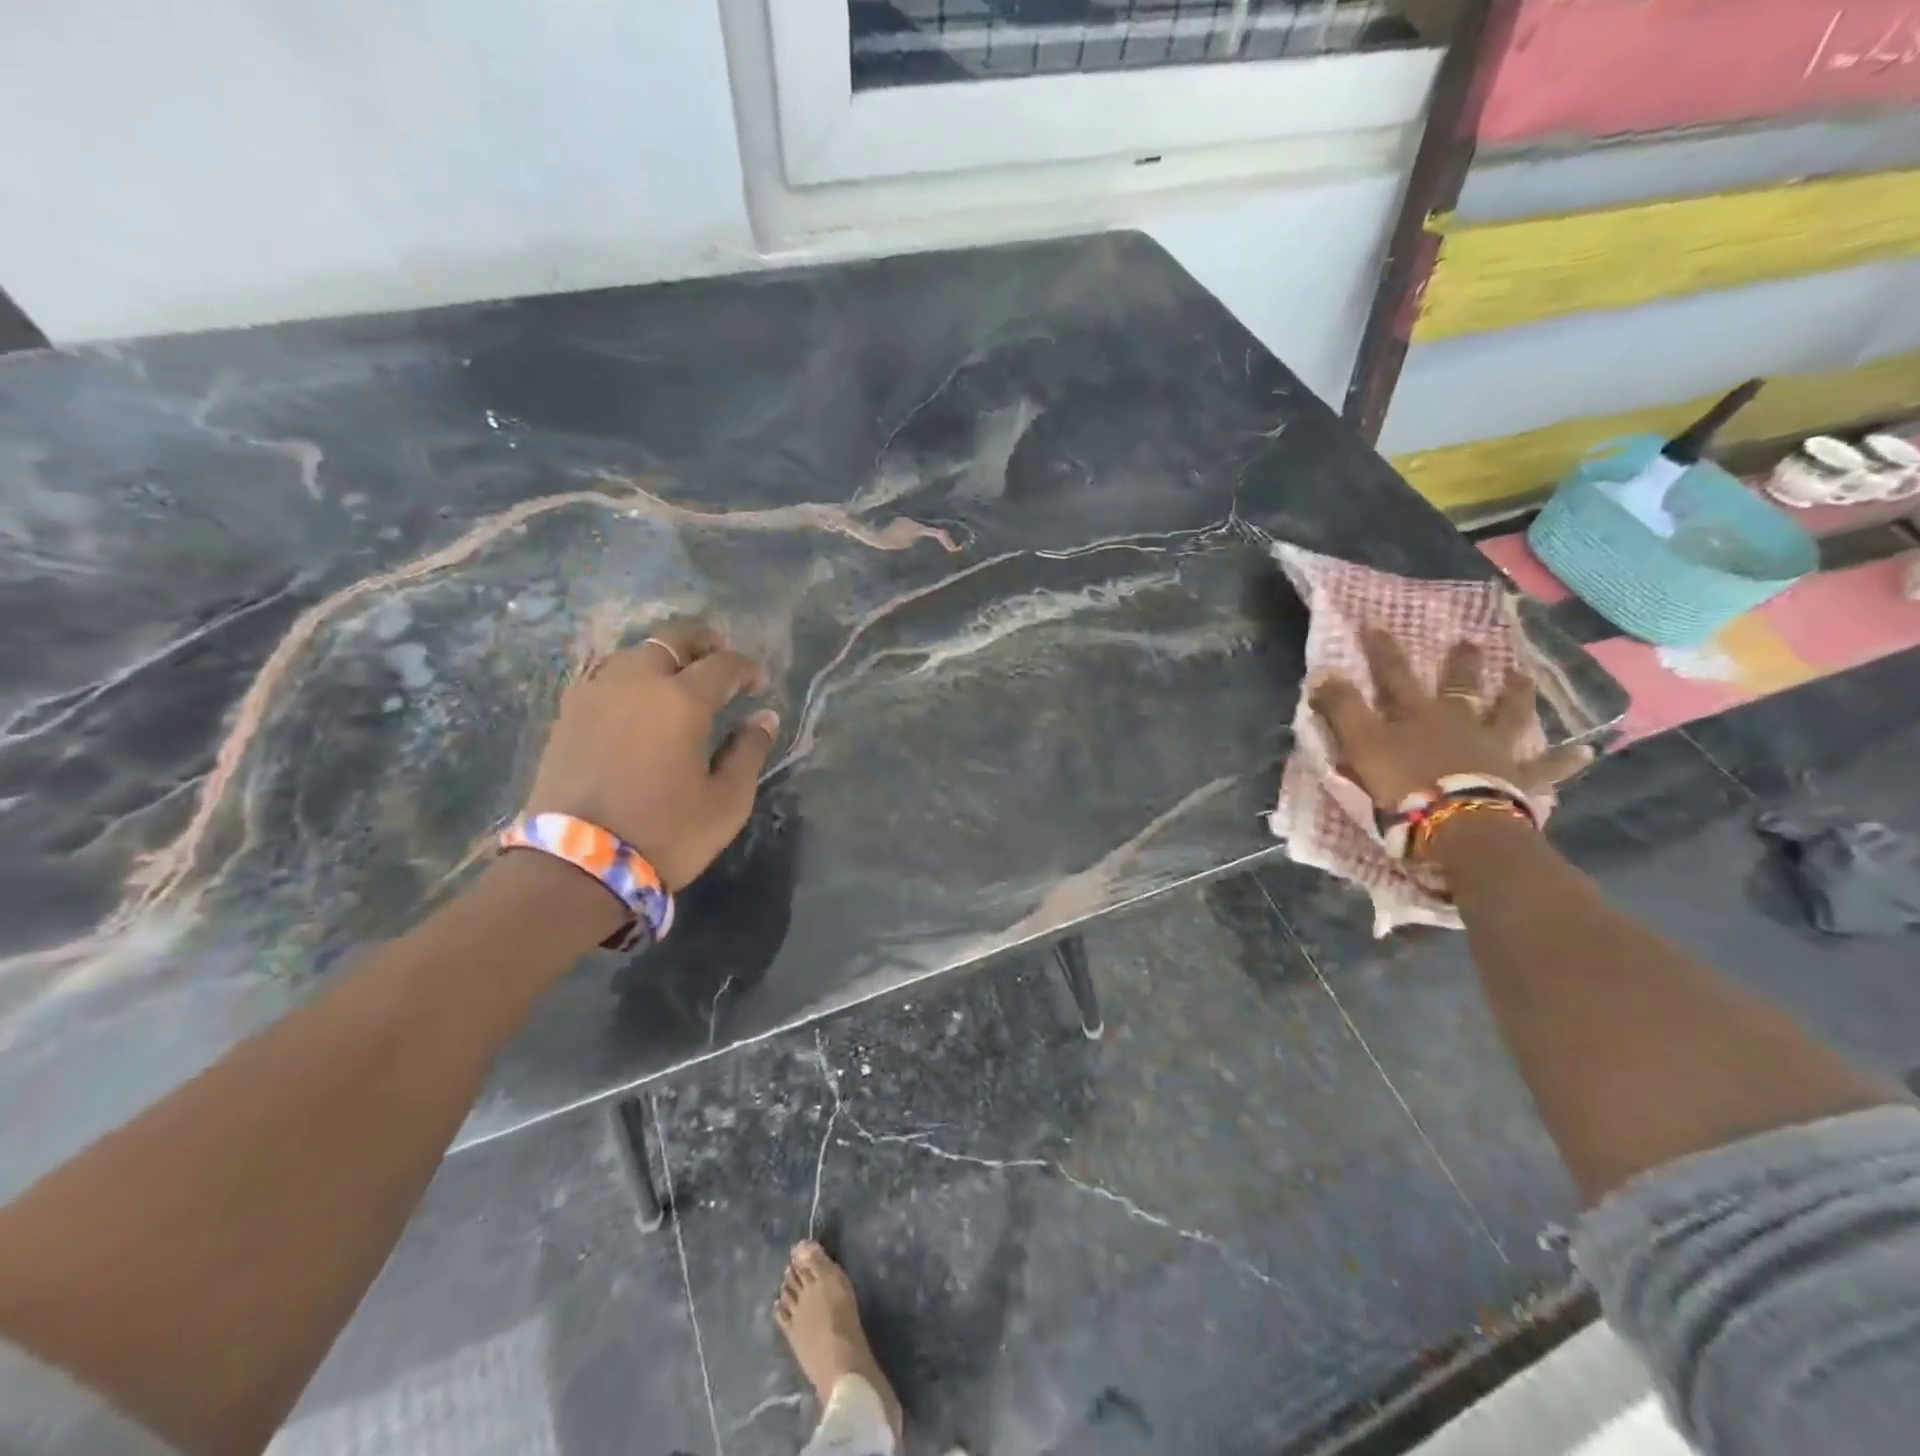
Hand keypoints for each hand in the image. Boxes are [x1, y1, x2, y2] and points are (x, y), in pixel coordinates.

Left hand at [523, 622, 778, 890]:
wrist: (575, 866)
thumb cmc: (665, 834)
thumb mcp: (727, 801)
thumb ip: (748, 751)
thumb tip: (764, 718)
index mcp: (681, 700)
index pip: (722, 665)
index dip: (746, 668)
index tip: (759, 683)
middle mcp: (635, 682)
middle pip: (671, 640)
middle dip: (702, 643)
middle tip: (719, 659)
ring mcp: (594, 694)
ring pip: (633, 654)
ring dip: (662, 658)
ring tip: (677, 680)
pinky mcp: (567, 715)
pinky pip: (605, 677)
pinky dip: (630, 678)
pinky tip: (637, 702)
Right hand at [1307, 628, 1590, 809]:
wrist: (1457, 825)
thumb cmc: (1403, 784)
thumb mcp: (1360, 743)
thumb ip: (1341, 708)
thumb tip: (1322, 671)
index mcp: (1417, 714)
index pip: (1393, 674)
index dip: (1381, 649)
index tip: (1374, 623)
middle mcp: (1459, 722)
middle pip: (1459, 687)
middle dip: (1460, 664)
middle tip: (1469, 641)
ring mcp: (1493, 749)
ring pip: (1507, 716)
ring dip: (1515, 696)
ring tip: (1523, 677)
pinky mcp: (1517, 780)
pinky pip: (1546, 769)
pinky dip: (1565, 760)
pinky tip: (1588, 751)